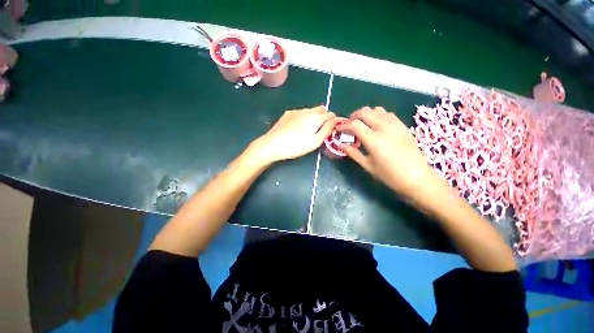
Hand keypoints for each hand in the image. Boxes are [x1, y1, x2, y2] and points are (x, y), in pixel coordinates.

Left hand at [250, 106, 336, 163]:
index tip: (330, 129)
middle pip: (320, 110)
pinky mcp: (287, 114)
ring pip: (309, 111)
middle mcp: (307, 110)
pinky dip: (303, 117)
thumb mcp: (315, 141)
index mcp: (315, 117)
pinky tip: (298, 127)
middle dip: (323, 117)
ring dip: (313, 116)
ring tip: (309, 129)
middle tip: (320, 129)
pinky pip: (300, 113)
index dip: (332, 120)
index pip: (330, 114)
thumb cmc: (296, 145)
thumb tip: (334, 120)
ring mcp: (296, 111)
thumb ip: (327, 130)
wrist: (273, 144)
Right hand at [338, 107, 445, 202]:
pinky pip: (389, 114)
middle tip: (349, 124)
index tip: (339, 129)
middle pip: (366, 112)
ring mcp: (396, 125)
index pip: (355, 124)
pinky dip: (379, 116)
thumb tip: (340, 145)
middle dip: (354, 115)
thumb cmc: (390, 175)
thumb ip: (353, 152)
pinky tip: (377, 125)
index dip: (344, 125)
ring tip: (363, 124)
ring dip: (367, 114)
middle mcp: (385, 128)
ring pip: (378, 110)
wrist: (417, 178)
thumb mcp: (368, 165)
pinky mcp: (403, 126)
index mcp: (374, 140)